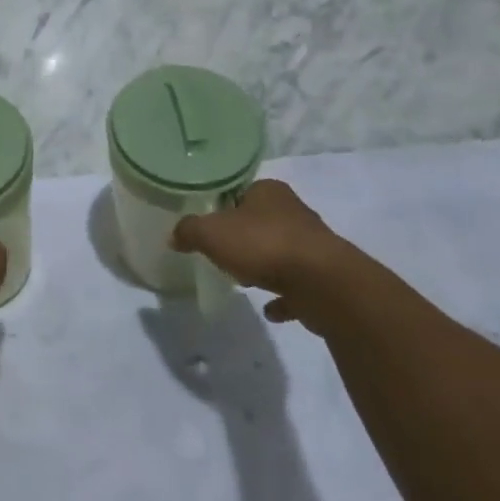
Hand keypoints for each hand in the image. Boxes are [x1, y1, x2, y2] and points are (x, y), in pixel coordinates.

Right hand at [171, 179, 367, 331]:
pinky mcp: (324, 278)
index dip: (224, 206)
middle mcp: (294, 212)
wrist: (323, 283)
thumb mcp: (211, 233)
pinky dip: (283, 296)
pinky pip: (297, 285)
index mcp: (269, 191)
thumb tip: (174, 236)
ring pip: (281, 251)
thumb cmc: (263, 245)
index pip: (242, 191)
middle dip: (245, 236)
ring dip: (265, 265)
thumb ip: (189, 231)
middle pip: (262, 221)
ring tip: (244, 281)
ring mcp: (313, 246)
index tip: (210, 225)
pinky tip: (269, 308)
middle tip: (223, 252)